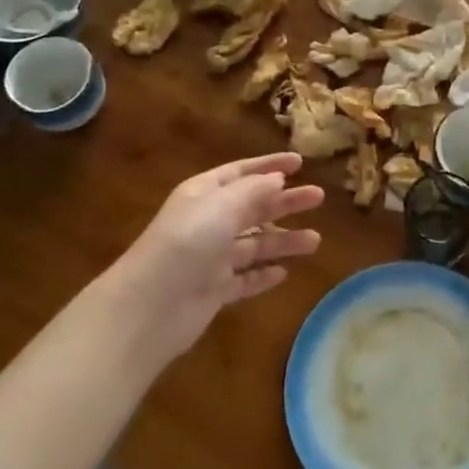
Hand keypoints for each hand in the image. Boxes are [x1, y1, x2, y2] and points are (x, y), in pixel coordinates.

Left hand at [108, 153, 324, 360]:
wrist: (150, 307)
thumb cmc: (187, 243)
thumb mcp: (222, 205)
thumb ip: (253, 190)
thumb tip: (277, 179)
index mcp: (204, 194)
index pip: (241, 172)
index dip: (270, 165)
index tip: (300, 162)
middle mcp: (208, 222)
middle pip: (253, 207)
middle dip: (285, 202)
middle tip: (318, 197)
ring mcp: (211, 258)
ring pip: (255, 244)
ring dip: (284, 240)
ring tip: (315, 241)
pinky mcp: (214, 290)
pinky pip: (245, 278)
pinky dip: (264, 274)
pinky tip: (284, 273)